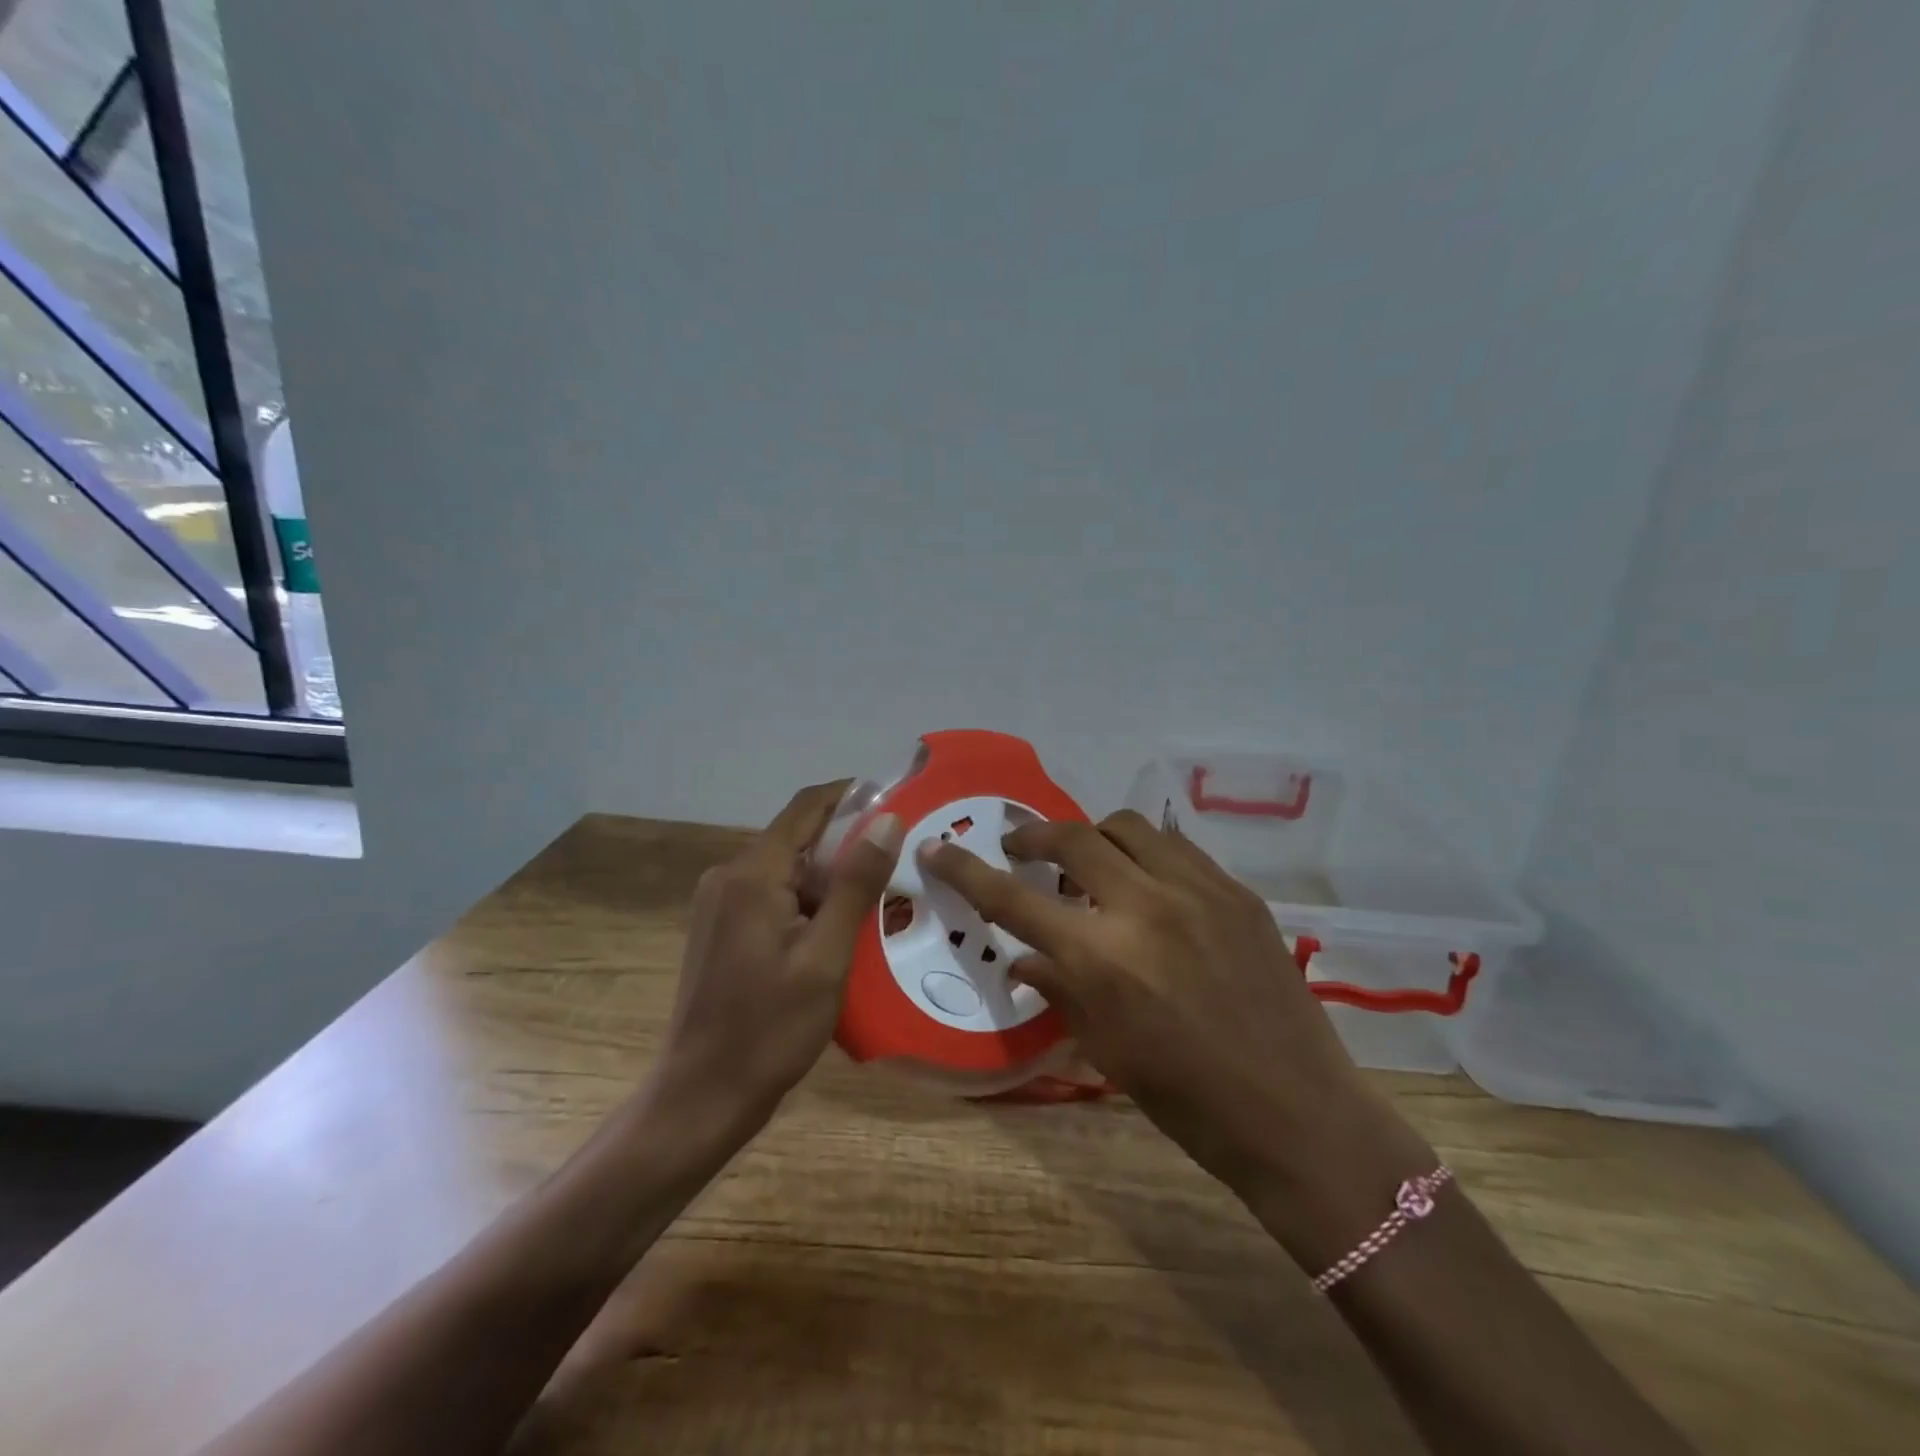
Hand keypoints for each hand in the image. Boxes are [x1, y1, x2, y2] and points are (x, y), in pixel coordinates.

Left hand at [658, 781, 904, 1131]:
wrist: (702, 1096)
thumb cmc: (769, 1029)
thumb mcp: (826, 957)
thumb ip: (856, 883)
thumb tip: (888, 820)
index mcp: (753, 873)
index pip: (807, 806)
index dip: (852, 796)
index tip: (898, 801)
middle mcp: (729, 875)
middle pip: (798, 837)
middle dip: (848, 844)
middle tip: (900, 864)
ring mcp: (719, 903)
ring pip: (787, 869)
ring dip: (830, 878)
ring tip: (879, 902)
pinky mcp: (720, 928)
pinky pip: (772, 895)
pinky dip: (808, 901)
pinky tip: (838, 931)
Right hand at [919, 810, 1432, 1262]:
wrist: (1296, 1113)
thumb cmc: (1187, 1099)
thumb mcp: (1105, 1050)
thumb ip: (1057, 990)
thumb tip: (1021, 959)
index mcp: (1102, 957)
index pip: (1013, 898)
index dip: (966, 871)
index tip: (938, 849)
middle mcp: (1145, 906)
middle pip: (1071, 837)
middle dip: (1032, 836)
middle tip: (1020, 849)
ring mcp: (1198, 890)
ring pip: (1127, 826)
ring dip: (1093, 836)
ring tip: (1088, 862)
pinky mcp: (1237, 891)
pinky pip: (1177, 847)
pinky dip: (1146, 852)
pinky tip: (1146, 881)